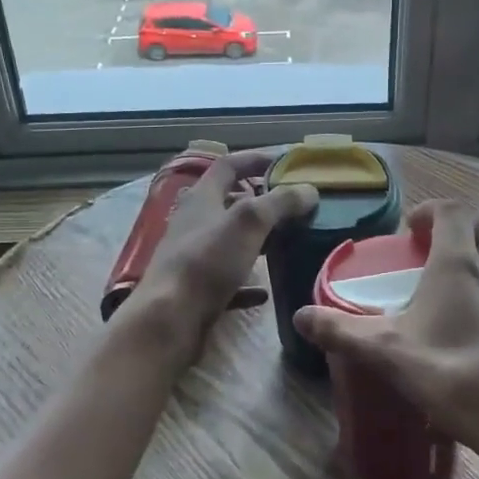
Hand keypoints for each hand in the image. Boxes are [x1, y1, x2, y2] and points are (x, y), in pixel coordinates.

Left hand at [129, 149, 317, 342]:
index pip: (228, 166)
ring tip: (286, 243)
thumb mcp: (249, 222)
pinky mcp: (196, 290)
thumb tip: (309, 189)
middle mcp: (194, 223)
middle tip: (291, 206)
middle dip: (260, 202)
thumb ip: (280, 203)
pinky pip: (228, 280)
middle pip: (228, 203)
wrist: (169, 320)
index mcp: (202, 198)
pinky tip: (266, 291)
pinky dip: (248, 282)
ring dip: (255, 240)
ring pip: (229, 241)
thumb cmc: (207, 261)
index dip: (255, 159)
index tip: (284, 162)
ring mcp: (193, 258)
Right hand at [293, 201, 478, 478]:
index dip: (431, 210)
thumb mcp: (391, 356)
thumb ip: (343, 332)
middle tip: (446, 249)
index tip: (412, 230)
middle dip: (471, 224)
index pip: (452, 210)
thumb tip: (301, 317)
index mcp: (460, 265)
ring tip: (477, 279)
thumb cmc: (459, 380)